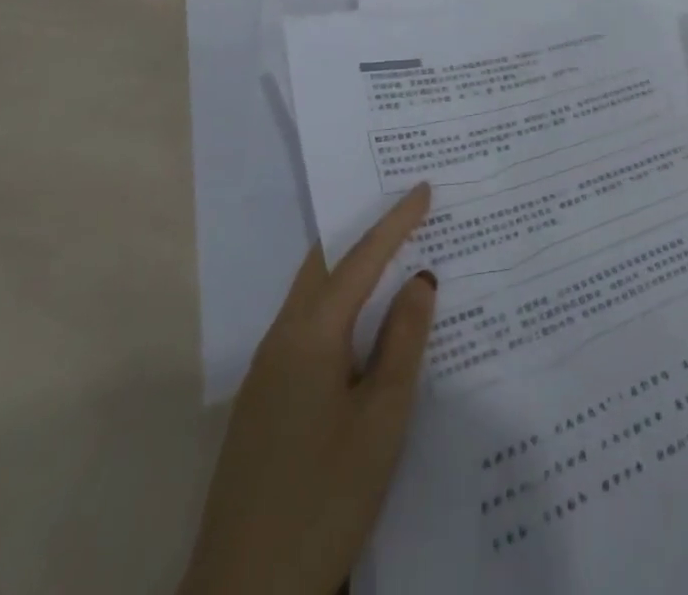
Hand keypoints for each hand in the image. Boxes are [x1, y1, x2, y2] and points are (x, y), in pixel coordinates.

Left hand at [180, 185, 436, 594]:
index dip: (395, 222)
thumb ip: (403, 341)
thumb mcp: (381, 419)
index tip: (424, 187)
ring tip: (392, 257)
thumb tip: (419, 278)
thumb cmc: (323, 499)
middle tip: (403, 210)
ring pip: (313, 297)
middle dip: (363, 233)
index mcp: (310, 335)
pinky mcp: (263, 405)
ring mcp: (266, 375)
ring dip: (350, 271)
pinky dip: (339, 307)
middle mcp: (281, 341)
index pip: (360, 259)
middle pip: (324, 266)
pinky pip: (307, 330)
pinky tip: (363, 328)